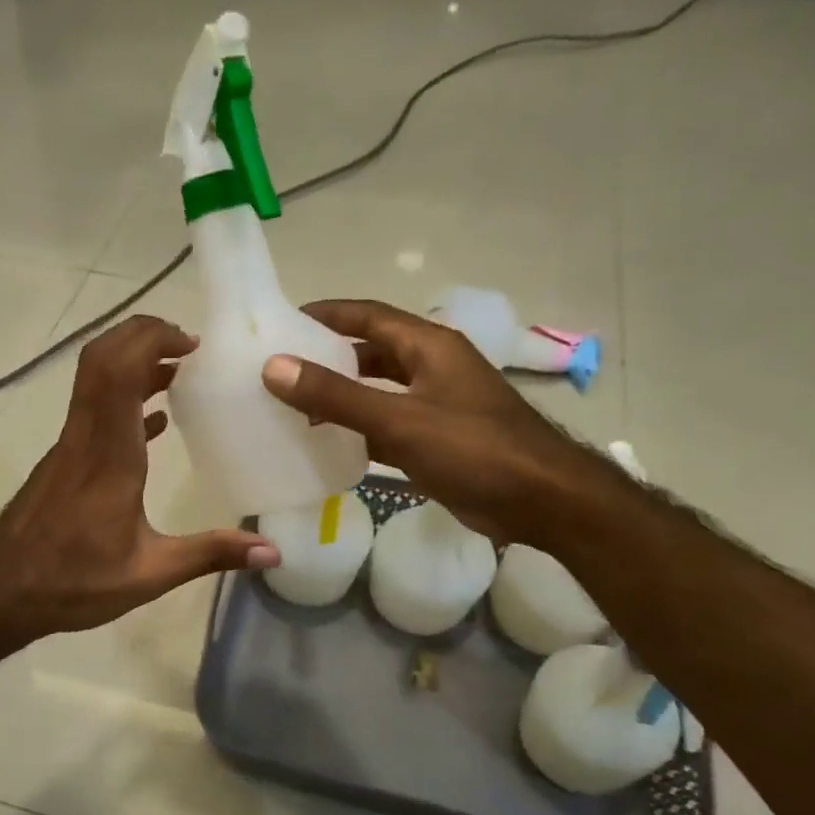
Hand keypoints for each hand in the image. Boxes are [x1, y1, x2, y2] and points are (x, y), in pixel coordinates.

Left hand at [0, 315, 277, 637]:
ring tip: (179, 372)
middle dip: (141, 336)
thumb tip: (272, 551)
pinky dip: (123, 400)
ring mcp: (69, 446)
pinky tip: (154, 420)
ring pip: (93, 381)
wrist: (3, 593)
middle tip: (188, 345)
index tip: (191, 344)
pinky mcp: (62, 460)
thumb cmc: (75, 582)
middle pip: (101, 359)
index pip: (119, 373)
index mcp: (109, 456)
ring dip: (132, 364)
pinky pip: (92, 412)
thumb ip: (209, 555)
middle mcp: (85, 438)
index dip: (151, 342)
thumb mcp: (150, 574)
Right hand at [261, 299, 605, 545]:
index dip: (327, 315)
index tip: (284, 322)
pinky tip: (329, 445)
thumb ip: (336, 395)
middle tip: (282, 370)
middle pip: (372, 353)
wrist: (540, 500)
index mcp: (429, 346)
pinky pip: (388, 426)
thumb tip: (274, 366)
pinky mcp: (438, 441)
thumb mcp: (399, 419)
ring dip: (342, 397)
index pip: (368, 316)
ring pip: (379, 392)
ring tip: (295, 408)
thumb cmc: (473, 449)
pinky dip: (360, 431)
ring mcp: (437, 405)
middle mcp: (432, 368)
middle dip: (329, 358)